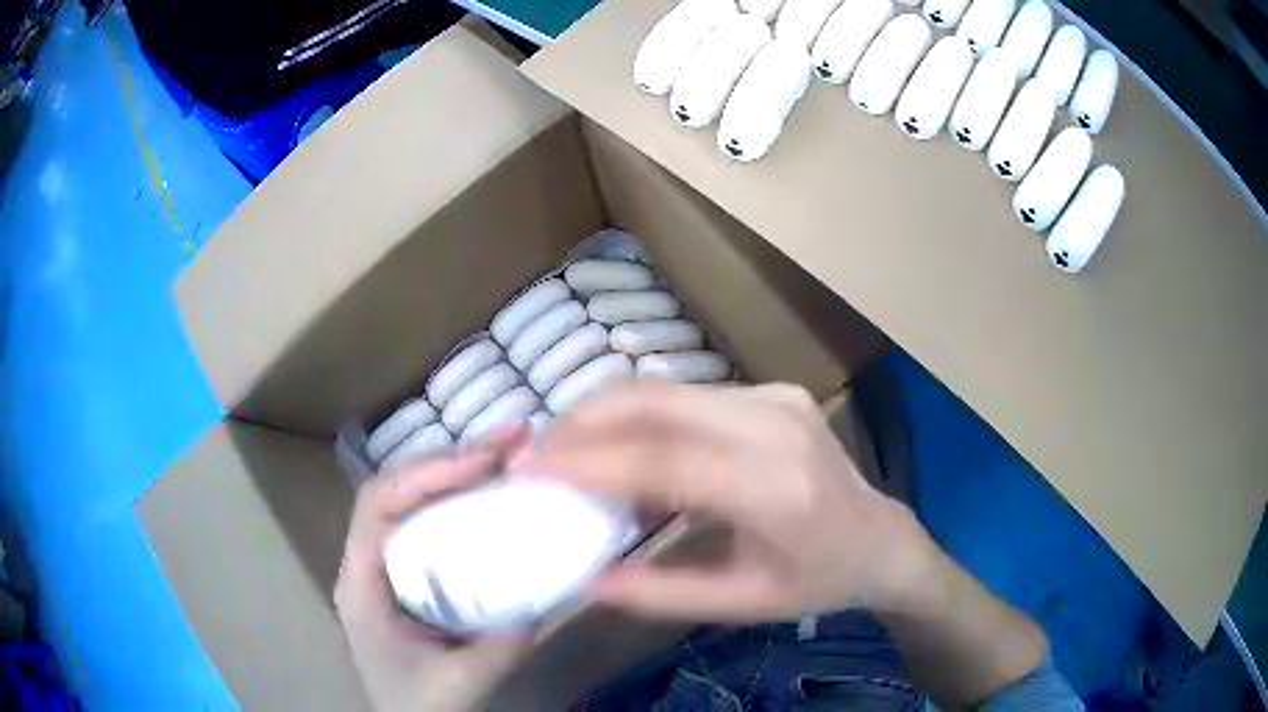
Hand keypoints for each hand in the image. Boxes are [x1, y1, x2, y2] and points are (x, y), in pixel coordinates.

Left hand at [335, 432, 533, 711]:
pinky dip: (464, 503)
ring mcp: (389, 566)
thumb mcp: (462, 682)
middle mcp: (368, 562)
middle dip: (451, 460)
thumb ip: (501, 645)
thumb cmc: (418, 704)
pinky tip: (496, 496)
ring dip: (459, 474)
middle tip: (512, 441)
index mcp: (361, 582)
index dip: (425, 474)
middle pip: (398, 490)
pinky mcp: (411, 575)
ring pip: (414, 502)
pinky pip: (432, 525)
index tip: (483, 463)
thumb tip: (544, 593)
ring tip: (510, 456)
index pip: (379, 504)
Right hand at [512, 381, 937, 621]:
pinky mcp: (773, 390)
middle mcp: (775, 425)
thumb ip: (659, 594)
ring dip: (605, 414)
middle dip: (581, 421)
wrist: (882, 539)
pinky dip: (640, 416)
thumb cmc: (818, 581)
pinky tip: (620, 447)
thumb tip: (583, 579)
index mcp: (775, 489)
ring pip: (666, 389)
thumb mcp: (741, 604)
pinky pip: (688, 395)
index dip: (587, 462)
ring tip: (565, 450)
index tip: (527, 469)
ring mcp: (776, 398)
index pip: (662, 461)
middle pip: (656, 402)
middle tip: (534, 451)